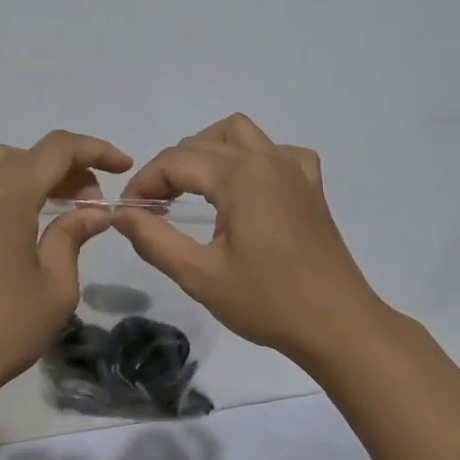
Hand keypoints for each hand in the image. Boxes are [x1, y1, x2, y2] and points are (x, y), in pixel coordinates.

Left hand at [0, 130, 133, 388]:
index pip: (57, 149)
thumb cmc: (3, 329)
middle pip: (28, 154)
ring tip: (58, 207)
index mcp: (6, 196)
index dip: (95, 150)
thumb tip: (94, 212)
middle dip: (67, 167)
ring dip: (35, 174)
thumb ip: (73, 237)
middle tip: (91, 203)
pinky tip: (18, 220)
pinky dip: (4, 187)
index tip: (122, 168)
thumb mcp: (56, 286)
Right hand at [112, 114, 386, 367]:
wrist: (338, 326)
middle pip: (201, 143)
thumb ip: (154, 239)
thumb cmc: (268, 303)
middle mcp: (267, 160)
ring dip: (207, 151)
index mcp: (239, 177)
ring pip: (239, 134)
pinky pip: (278, 152)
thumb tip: (121, 214)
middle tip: (153, 209)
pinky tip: (247, 188)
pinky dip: (254, 158)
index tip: (129, 212)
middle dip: (169, 169)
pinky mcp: (311, 187)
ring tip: (192, 188)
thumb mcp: (200, 275)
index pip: (175, 161)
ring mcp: (294, 169)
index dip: (144, 183)